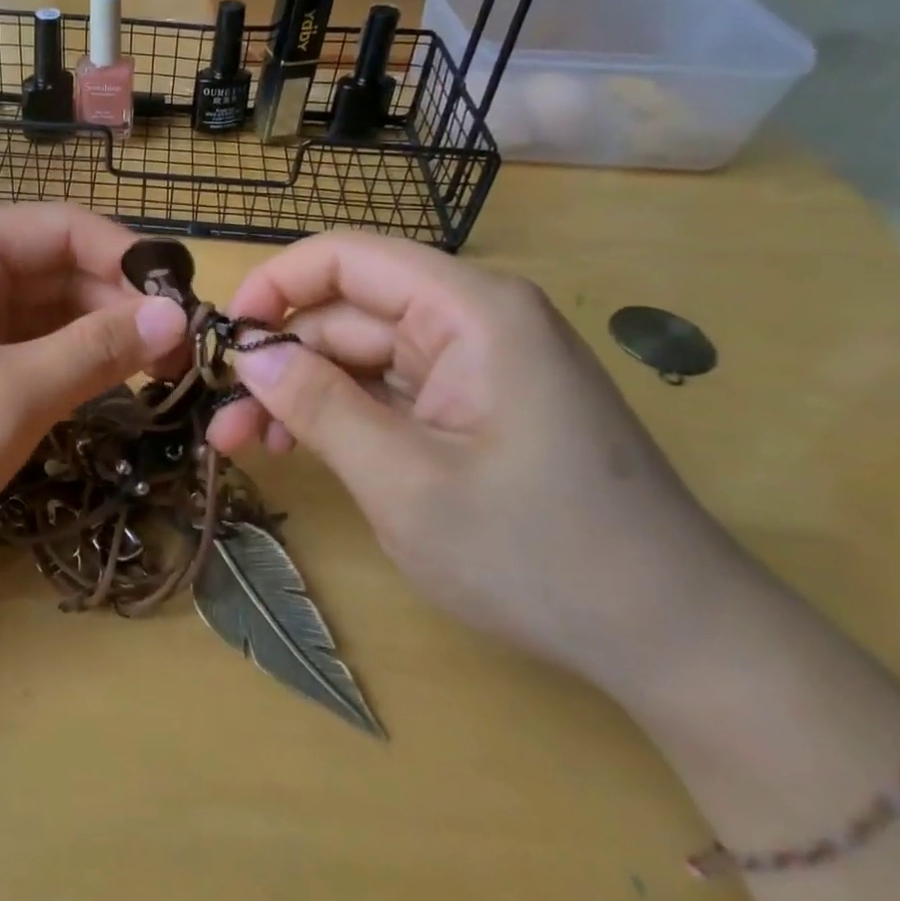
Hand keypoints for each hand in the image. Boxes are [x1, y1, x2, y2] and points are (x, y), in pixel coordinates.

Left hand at [0, 205, 185, 575]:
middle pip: (61, 267)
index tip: (186, 304)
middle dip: (121, 304)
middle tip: (183, 354)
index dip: (129, 258)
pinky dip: (74, 358)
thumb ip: (95, 351)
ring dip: (103, 334)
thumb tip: (177, 315)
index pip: (63, 227)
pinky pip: (33, 340)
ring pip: (52, 306)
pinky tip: (114, 384)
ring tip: (161, 373)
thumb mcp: (8, 398)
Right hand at [205, 233, 759, 697]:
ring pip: (359, 354)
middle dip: (280, 360)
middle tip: (223, 422)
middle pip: (347, 312)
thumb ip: (318, 405)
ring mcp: (474, 365)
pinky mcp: (473, 405)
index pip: (346, 257)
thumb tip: (247, 355)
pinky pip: (387, 390)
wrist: (676, 643)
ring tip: (247, 444)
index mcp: (470, 310)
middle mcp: (472, 320)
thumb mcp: (404, 481)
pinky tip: (300, 449)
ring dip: (301, 392)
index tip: (225, 340)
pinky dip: (339, 414)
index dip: (274, 285)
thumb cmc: (539, 555)